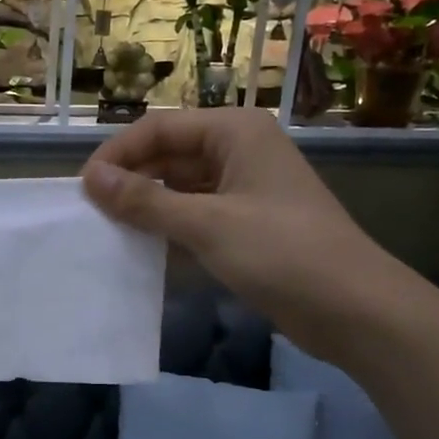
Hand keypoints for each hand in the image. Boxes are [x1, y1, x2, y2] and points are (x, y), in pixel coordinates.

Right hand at [81, 108, 410, 347]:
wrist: (355, 309)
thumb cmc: (281, 252)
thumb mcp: (206, 224)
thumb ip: (145, 200)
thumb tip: (90, 179)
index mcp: (235, 131)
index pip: (159, 129)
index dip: (118, 155)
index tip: (83, 189)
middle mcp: (239, 150)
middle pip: (169, 154)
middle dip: (131, 180)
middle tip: (92, 213)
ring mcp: (245, 187)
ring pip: (180, 186)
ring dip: (148, 206)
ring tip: (109, 231)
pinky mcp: (247, 223)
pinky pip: (196, 213)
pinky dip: (170, 227)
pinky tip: (143, 248)